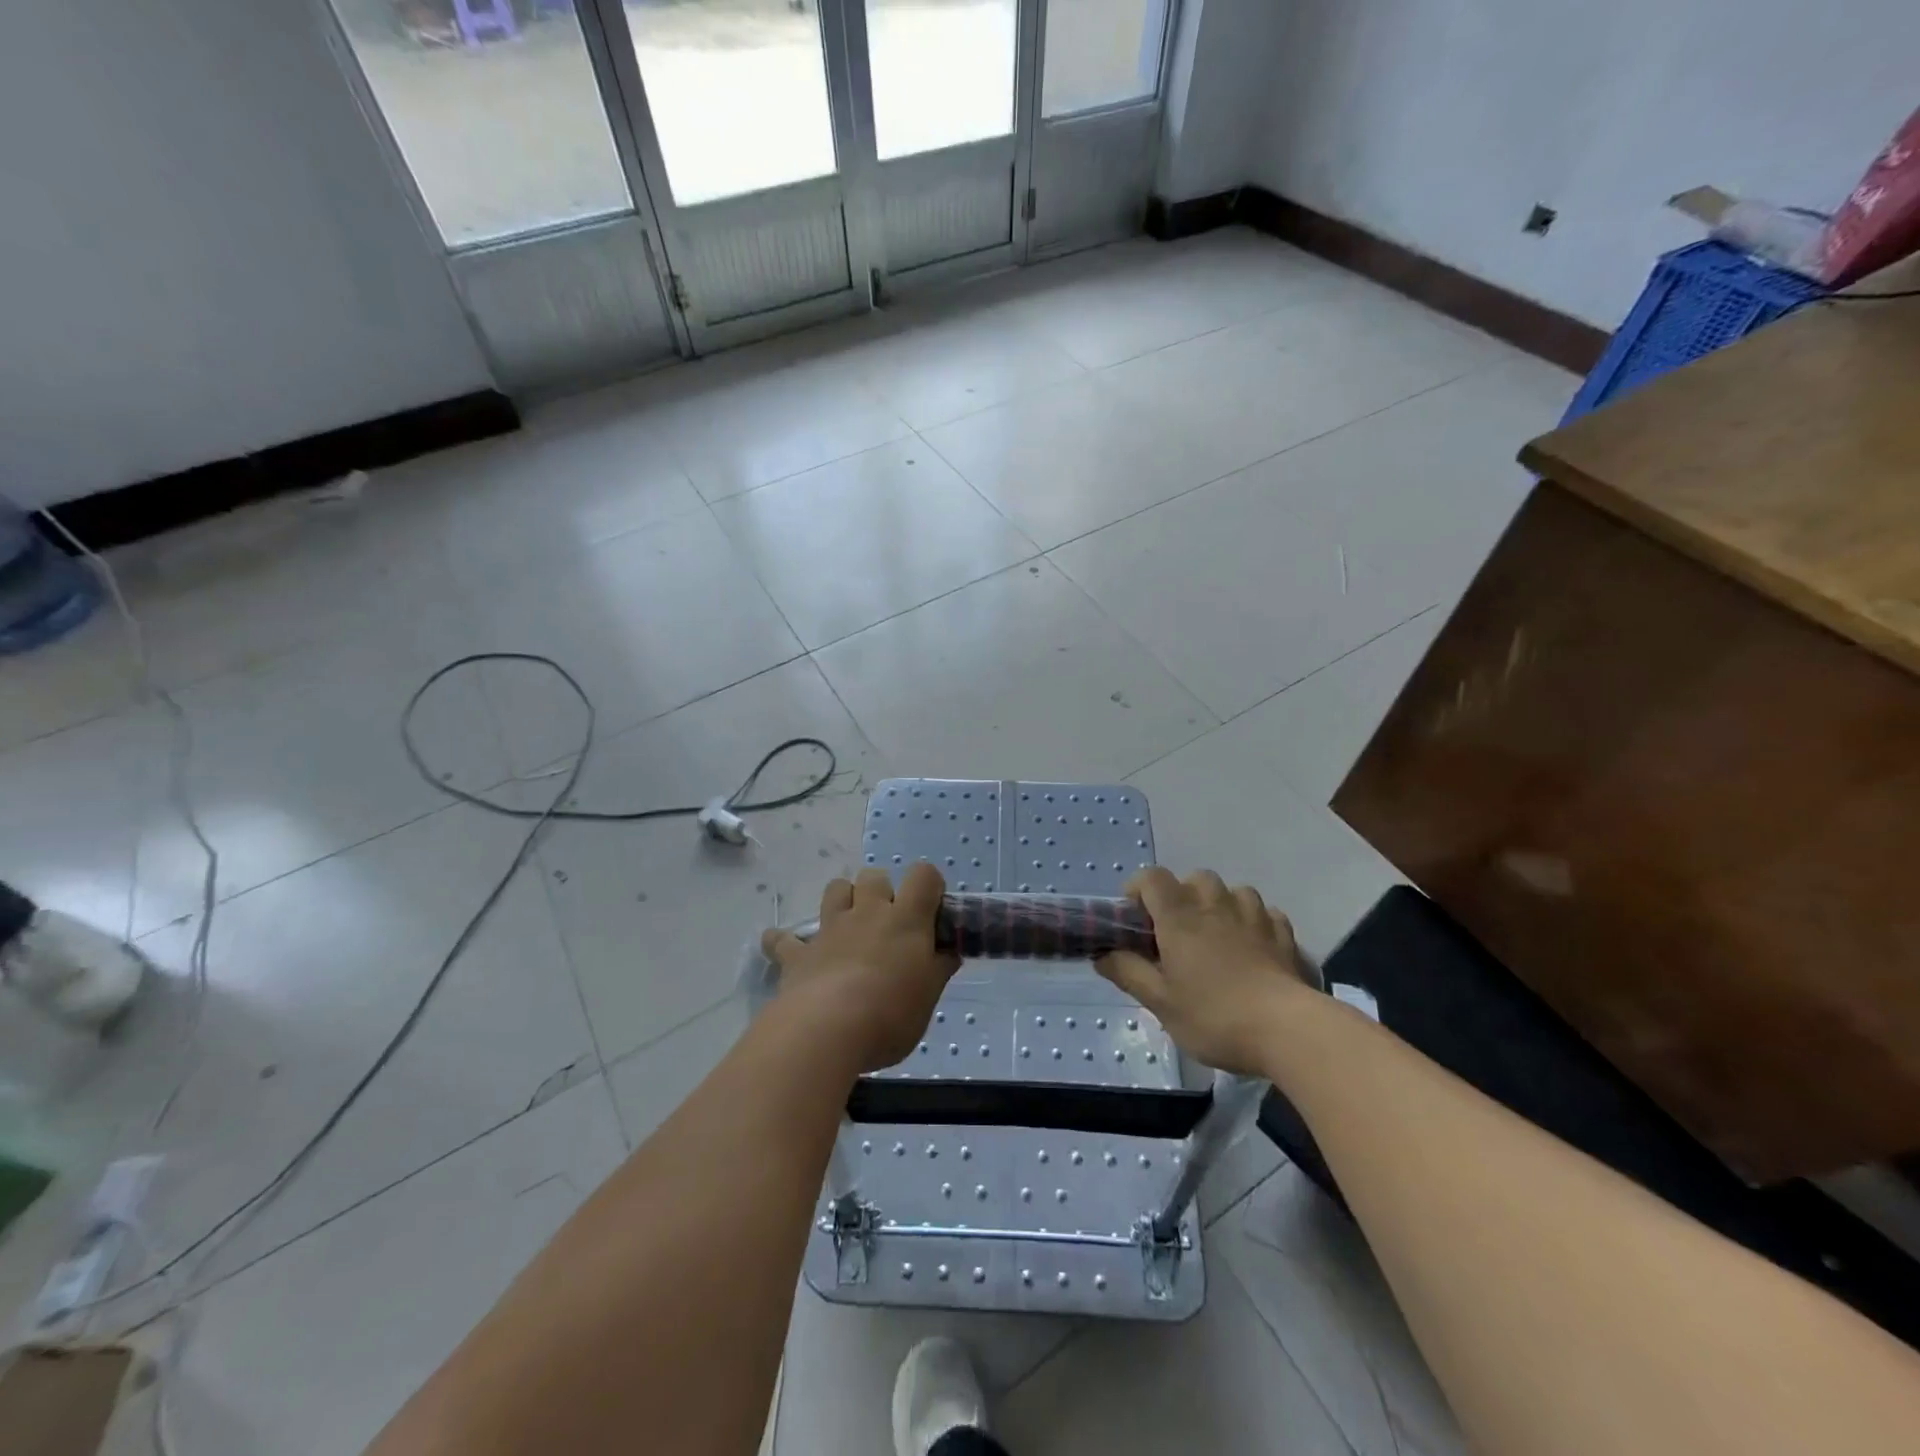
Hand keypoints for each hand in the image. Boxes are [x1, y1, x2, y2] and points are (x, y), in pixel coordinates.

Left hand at [762, 863, 960, 1072]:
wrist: (827, 1031)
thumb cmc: (890, 1014)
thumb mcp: (928, 998)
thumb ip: (938, 969)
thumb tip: (947, 952)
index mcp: (906, 919)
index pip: (924, 876)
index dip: (929, 886)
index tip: (932, 912)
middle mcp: (868, 912)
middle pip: (874, 876)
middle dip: (882, 891)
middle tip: (888, 926)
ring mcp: (830, 929)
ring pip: (835, 889)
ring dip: (843, 900)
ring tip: (848, 927)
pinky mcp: (798, 953)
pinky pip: (783, 939)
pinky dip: (784, 942)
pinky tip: (784, 950)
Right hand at [1095, 867, 1308, 1074]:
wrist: (1288, 1031)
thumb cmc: (1214, 1015)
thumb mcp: (1160, 1002)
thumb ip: (1128, 973)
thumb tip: (1102, 955)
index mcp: (1179, 916)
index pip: (1151, 877)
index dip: (1139, 889)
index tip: (1136, 918)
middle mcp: (1215, 904)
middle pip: (1194, 878)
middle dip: (1182, 897)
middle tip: (1177, 933)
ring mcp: (1254, 915)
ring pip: (1232, 891)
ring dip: (1220, 905)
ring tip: (1217, 937)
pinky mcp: (1283, 933)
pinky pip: (1264, 913)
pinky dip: (1253, 922)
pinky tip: (1252, 947)